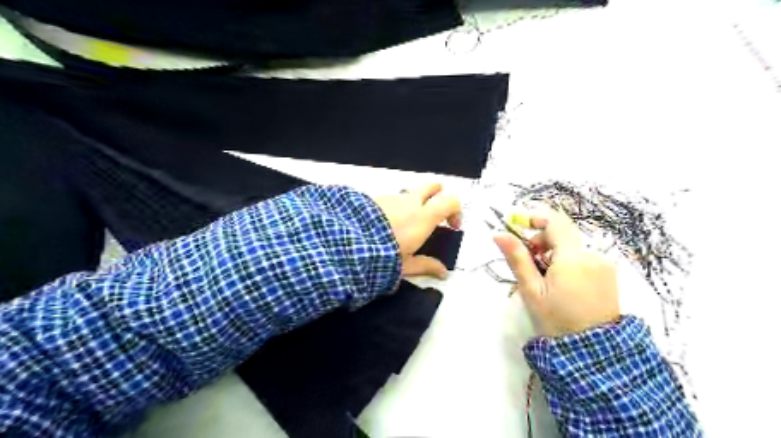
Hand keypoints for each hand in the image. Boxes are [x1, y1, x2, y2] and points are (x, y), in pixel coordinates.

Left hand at [374, 183, 458, 277]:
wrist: (349, 242)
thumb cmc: (384, 255)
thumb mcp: (407, 265)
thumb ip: (426, 265)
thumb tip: (443, 272)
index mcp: (424, 217)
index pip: (450, 201)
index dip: (456, 211)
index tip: (452, 226)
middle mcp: (410, 203)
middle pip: (430, 187)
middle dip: (437, 192)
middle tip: (437, 204)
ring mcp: (391, 198)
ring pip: (408, 193)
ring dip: (413, 202)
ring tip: (406, 221)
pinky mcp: (374, 198)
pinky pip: (391, 199)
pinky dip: (394, 206)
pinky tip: (385, 222)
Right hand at [493, 207, 622, 336]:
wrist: (593, 353)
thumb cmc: (556, 320)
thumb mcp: (531, 290)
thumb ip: (517, 258)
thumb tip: (498, 234)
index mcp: (573, 258)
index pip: (555, 222)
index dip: (535, 218)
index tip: (519, 227)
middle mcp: (593, 255)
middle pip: (563, 233)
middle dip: (543, 240)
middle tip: (529, 261)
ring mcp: (604, 265)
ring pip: (573, 246)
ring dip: (555, 252)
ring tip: (544, 277)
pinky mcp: (609, 274)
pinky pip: (584, 257)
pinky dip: (569, 261)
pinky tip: (562, 282)